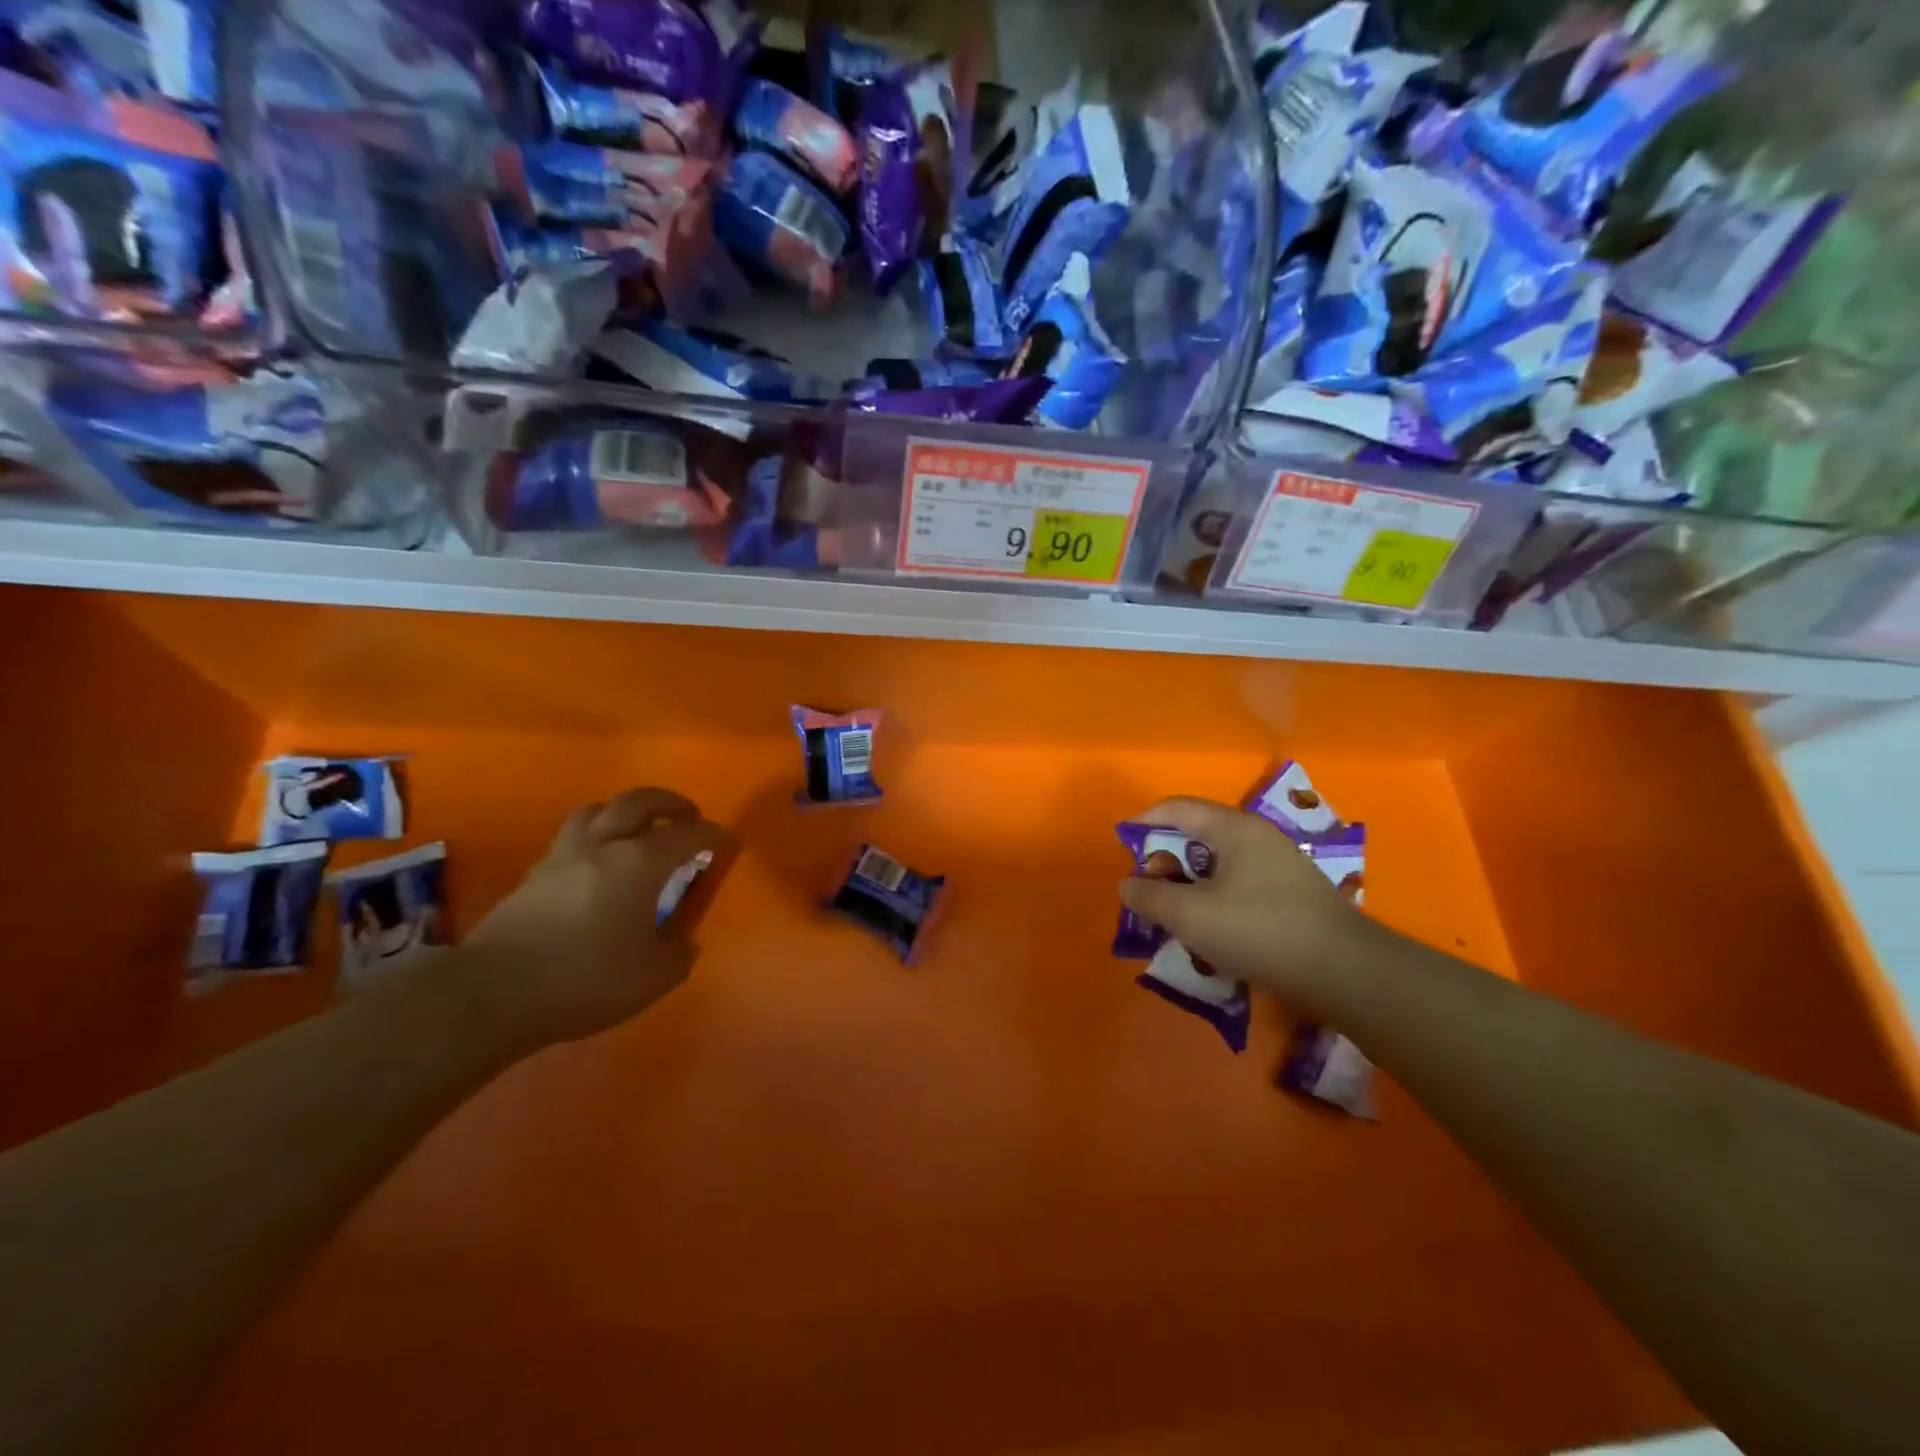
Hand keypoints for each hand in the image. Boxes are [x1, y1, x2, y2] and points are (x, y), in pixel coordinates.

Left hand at [460, 787, 728, 1052]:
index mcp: (641, 863)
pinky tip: (600, 859)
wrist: (493, 993)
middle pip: (640, 801)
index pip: (688, 834)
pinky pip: (574, 833)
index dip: (713, 834)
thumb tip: (683, 942)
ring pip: (599, 809)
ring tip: (639, 828)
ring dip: (627, 810)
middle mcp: (604, 845)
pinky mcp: (535, 872)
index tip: (728, 841)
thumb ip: (678, 954)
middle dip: (671, 803)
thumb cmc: (586, 979)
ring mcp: (564, 854)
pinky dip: (597, 832)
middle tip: (689, 816)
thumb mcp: (653, 978)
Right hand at [1118, 797, 1378, 1013]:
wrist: (1345, 972)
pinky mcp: (1291, 895)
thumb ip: (1150, 896)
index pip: (1177, 808)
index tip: (1122, 844)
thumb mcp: (1189, 916)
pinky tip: (1211, 936)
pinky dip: (1214, 902)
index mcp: (1233, 829)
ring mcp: (1279, 866)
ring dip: (1189, 888)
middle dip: (1166, 863)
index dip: (1144, 822)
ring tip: (1175, 920)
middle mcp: (1258, 838)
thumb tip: (1128, 883)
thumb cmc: (1259, 931)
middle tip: (1149, 894)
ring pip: (1218, 867)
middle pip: (1197, 837)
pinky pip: (1239, 887)